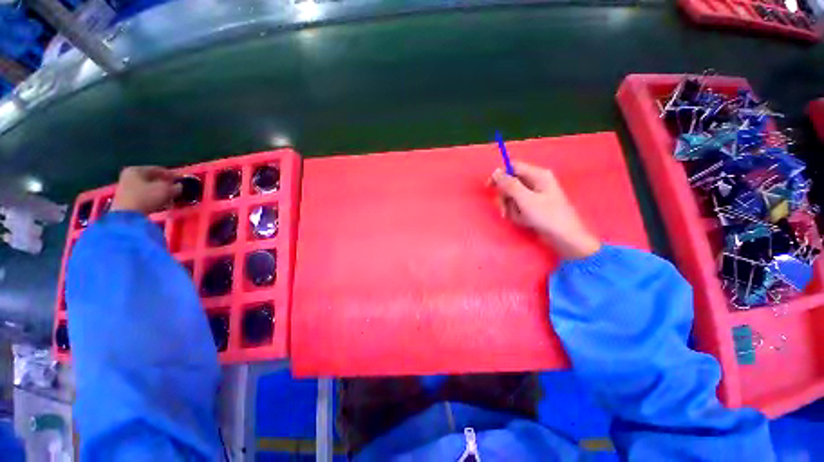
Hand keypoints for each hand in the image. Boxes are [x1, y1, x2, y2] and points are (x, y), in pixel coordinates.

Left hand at [111, 166, 180, 213]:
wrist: (126, 216)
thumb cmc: (146, 198)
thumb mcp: (167, 190)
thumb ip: (176, 187)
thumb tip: (179, 186)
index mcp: (137, 169)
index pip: (158, 169)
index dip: (172, 175)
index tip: (181, 180)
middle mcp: (129, 175)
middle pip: (151, 178)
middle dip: (164, 183)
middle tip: (175, 188)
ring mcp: (125, 187)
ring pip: (147, 187)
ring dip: (158, 191)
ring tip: (169, 197)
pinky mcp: (125, 199)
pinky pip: (143, 195)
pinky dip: (152, 197)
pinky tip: (160, 202)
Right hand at [490, 161, 600, 259]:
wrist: (565, 237)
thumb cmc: (547, 216)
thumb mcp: (525, 199)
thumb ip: (509, 185)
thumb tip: (495, 172)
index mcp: (538, 175)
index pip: (512, 167)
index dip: (499, 176)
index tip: (489, 187)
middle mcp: (536, 182)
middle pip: (510, 184)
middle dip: (505, 198)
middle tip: (505, 210)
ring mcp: (534, 195)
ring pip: (512, 197)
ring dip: (511, 209)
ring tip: (521, 218)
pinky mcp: (533, 206)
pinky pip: (517, 206)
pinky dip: (517, 214)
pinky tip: (525, 221)